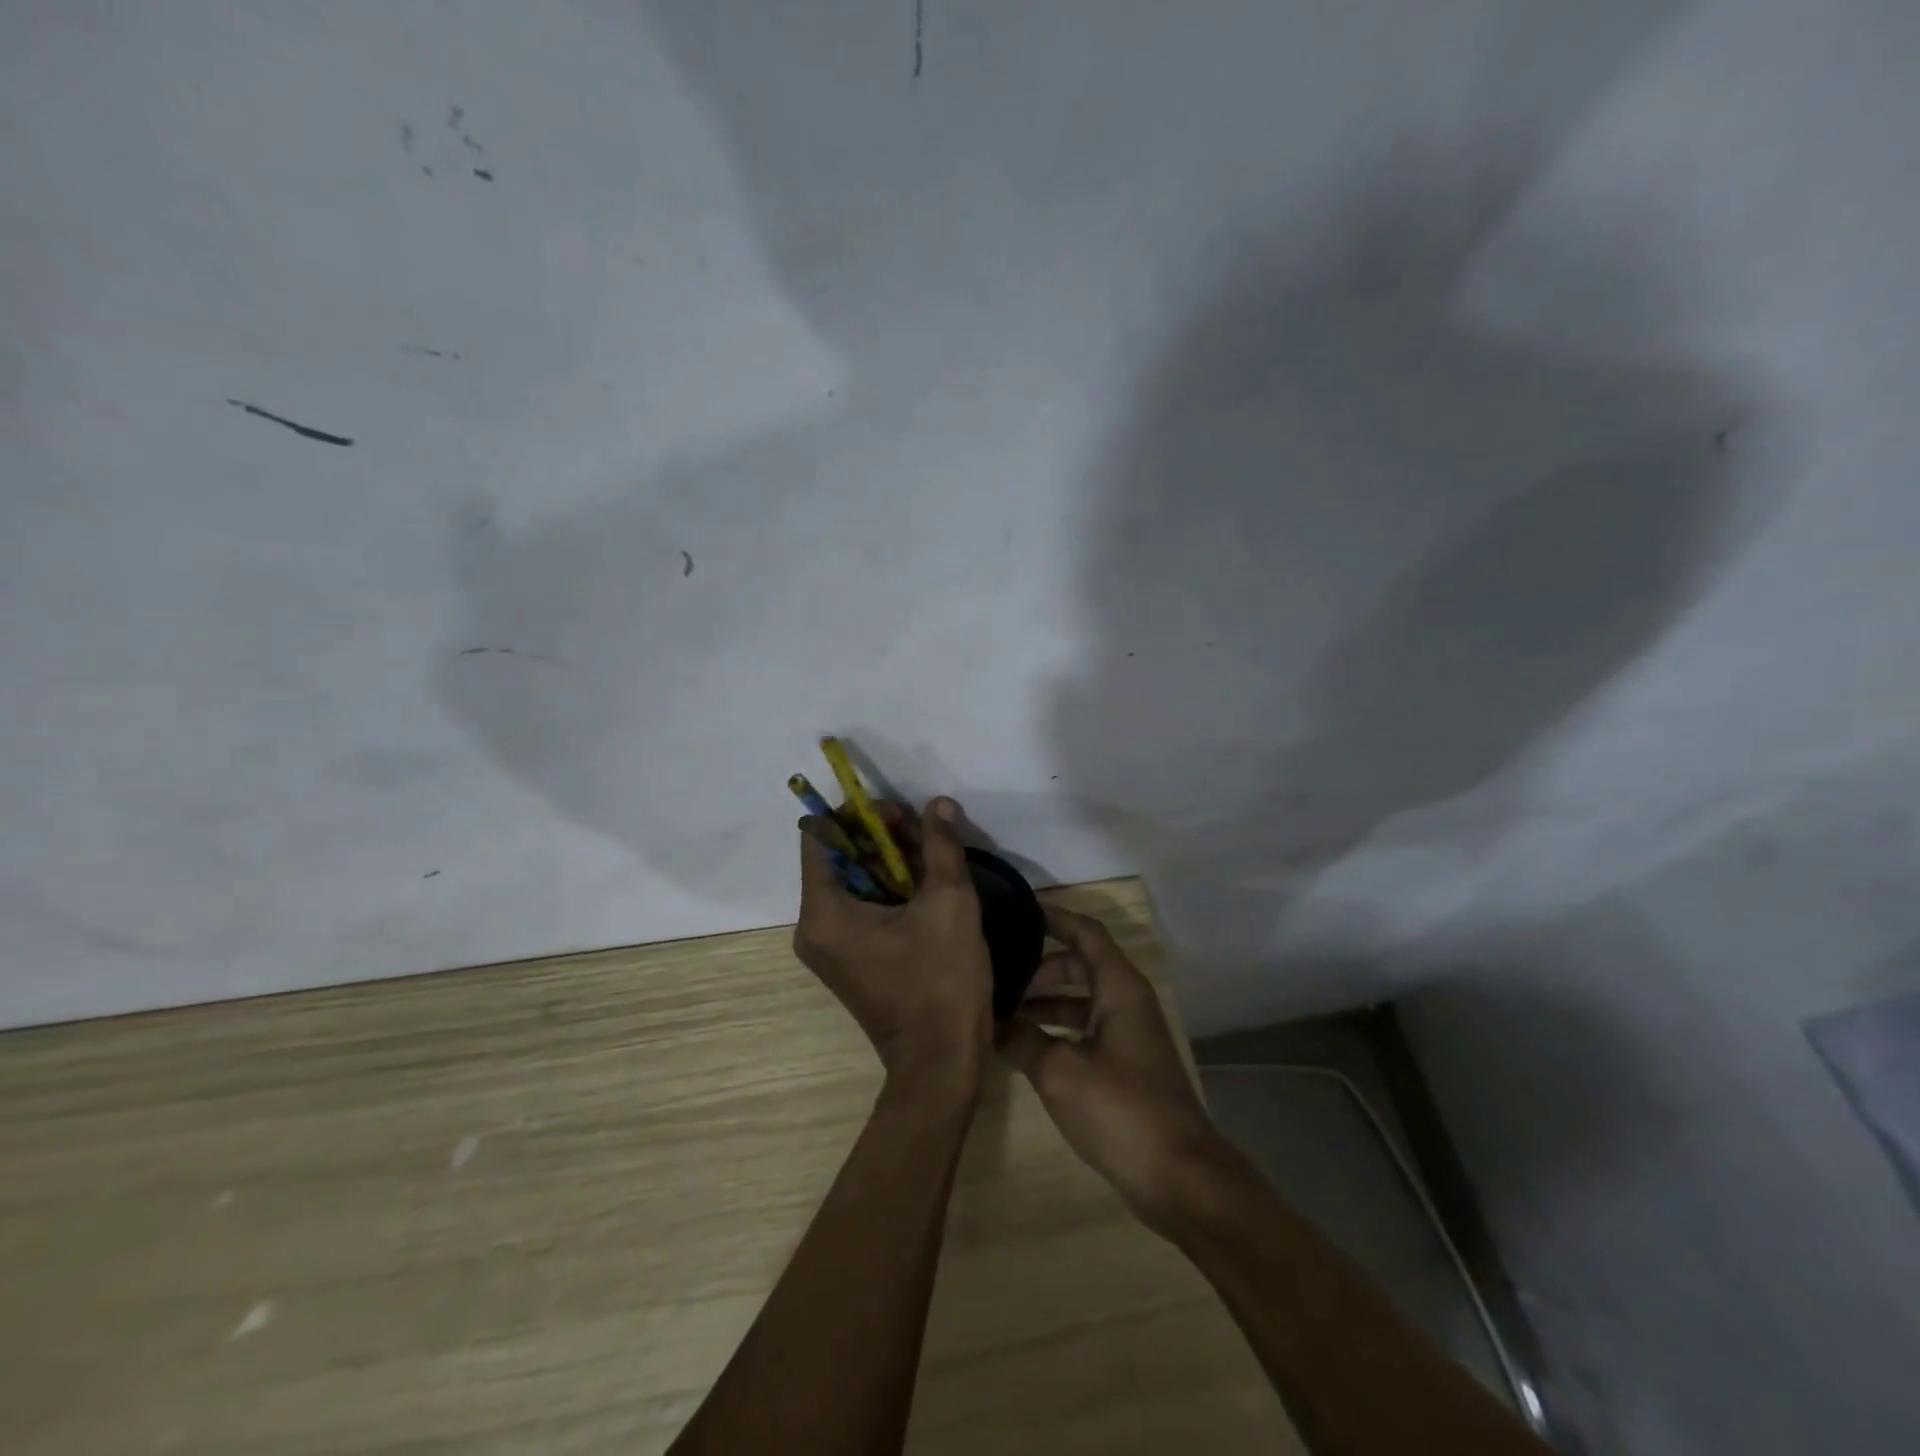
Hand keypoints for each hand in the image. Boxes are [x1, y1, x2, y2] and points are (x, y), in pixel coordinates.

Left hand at [792, 797, 992, 1093]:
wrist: (942, 1062)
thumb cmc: (942, 980)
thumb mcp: (949, 902)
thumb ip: (941, 845)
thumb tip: (937, 804)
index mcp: (823, 911)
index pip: (820, 835)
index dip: (859, 815)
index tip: (902, 816)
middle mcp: (813, 927)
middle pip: (838, 856)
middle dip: (882, 837)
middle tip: (926, 835)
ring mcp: (828, 947)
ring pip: (852, 881)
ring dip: (890, 861)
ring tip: (933, 859)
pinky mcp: (847, 960)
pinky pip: (859, 908)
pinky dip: (888, 889)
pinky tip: (925, 887)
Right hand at [1001, 906, 1227, 1230]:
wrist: (1179, 1176)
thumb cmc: (1122, 1109)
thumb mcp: (1060, 1072)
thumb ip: (1023, 1040)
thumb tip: (990, 1024)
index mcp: (1119, 987)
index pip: (1085, 932)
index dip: (1053, 916)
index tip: (1017, 909)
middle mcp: (1127, 1001)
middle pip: (1080, 965)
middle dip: (1039, 967)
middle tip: (997, 974)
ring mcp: (1129, 1033)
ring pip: (1082, 999)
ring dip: (1046, 1001)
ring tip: (1002, 1010)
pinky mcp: (1127, 1063)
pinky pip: (1086, 1028)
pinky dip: (1057, 1028)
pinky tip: (1026, 1046)